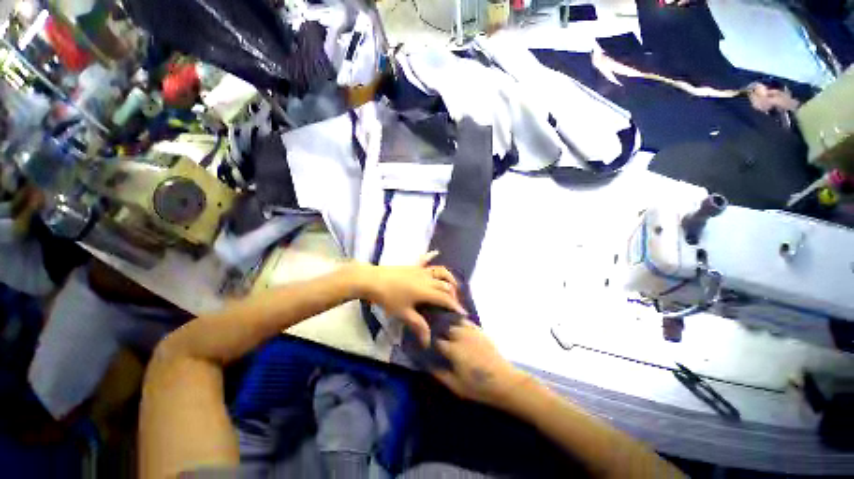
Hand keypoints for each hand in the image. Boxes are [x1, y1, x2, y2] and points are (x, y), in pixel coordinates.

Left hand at [362, 251, 465, 345]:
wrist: (373, 280)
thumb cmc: (388, 298)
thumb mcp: (403, 313)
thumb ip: (418, 325)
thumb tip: (428, 342)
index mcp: (426, 291)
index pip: (446, 298)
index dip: (455, 306)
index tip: (463, 313)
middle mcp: (428, 279)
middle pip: (446, 285)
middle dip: (454, 295)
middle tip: (454, 305)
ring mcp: (421, 270)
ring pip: (441, 271)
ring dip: (449, 278)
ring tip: (451, 285)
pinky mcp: (414, 266)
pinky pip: (425, 259)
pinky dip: (431, 256)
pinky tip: (436, 253)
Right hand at [432, 320, 528, 406]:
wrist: (504, 381)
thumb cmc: (478, 386)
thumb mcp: (456, 386)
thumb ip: (440, 374)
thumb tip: (428, 365)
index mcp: (453, 349)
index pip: (437, 341)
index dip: (431, 342)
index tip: (427, 344)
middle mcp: (460, 336)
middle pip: (445, 328)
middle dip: (440, 331)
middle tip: (435, 336)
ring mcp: (471, 332)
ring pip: (456, 322)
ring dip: (449, 325)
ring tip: (445, 329)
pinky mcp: (480, 331)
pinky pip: (467, 322)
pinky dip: (460, 322)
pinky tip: (459, 327)